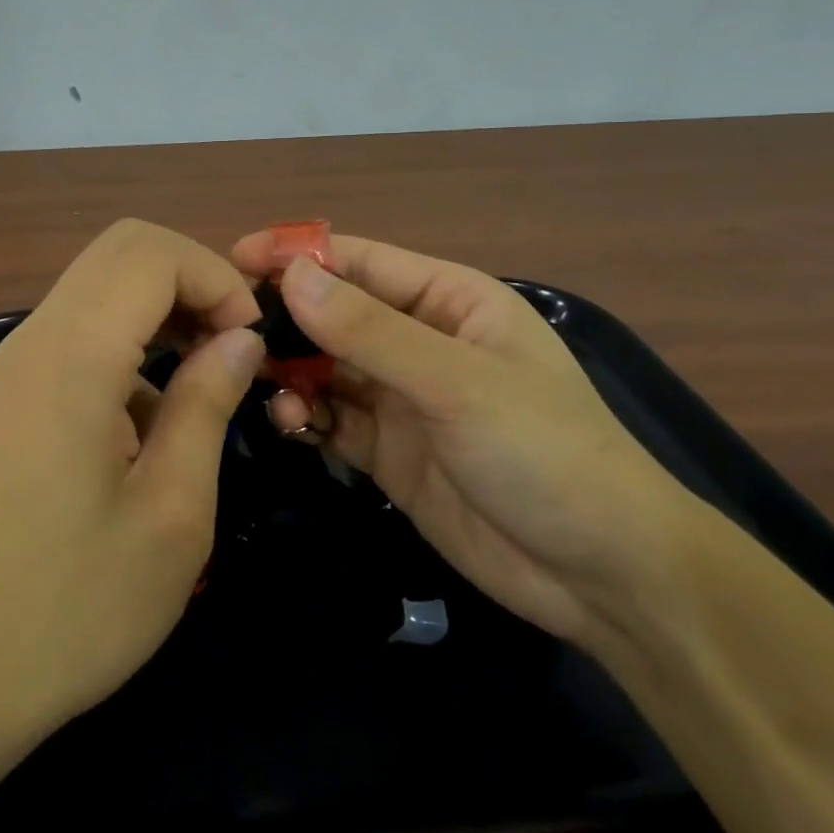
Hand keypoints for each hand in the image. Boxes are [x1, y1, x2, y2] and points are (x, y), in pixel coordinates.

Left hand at [0, 220, 263, 740]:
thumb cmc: (74, 605)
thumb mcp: (172, 513)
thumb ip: (208, 404)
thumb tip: (241, 339)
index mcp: (73, 356)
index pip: (152, 253)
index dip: (216, 279)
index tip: (250, 343)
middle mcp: (36, 337)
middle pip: (123, 248)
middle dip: (192, 278)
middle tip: (230, 346)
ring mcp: (15, 362)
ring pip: (100, 282)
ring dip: (161, 306)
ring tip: (202, 377)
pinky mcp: (10, 391)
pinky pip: (79, 326)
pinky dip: (128, 337)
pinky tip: (150, 416)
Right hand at [230, 231, 692, 645]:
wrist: (604, 578)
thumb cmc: (544, 453)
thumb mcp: (456, 383)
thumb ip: (370, 331)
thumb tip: (291, 274)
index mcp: (448, 300)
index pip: (360, 261)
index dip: (298, 254)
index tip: (234, 258)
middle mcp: (420, 339)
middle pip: (335, 312)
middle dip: (286, 317)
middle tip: (229, 331)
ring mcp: (402, 397)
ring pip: (326, 366)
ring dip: (292, 371)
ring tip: (265, 387)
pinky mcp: (388, 450)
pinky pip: (332, 417)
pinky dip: (306, 415)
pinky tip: (293, 425)